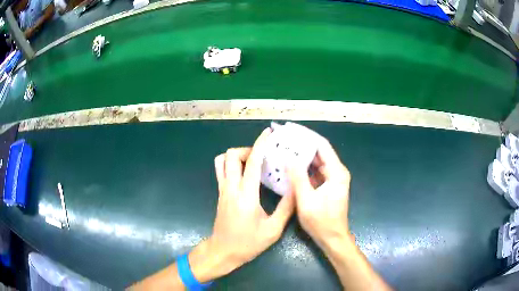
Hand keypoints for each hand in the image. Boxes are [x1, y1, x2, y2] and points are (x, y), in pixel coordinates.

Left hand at [190, 128, 294, 281]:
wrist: (223, 252)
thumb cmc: (248, 243)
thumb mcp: (273, 230)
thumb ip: (286, 208)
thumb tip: (296, 189)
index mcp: (246, 196)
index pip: (251, 162)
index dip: (260, 145)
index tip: (268, 134)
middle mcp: (231, 188)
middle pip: (230, 156)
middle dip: (247, 149)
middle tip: (262, 157)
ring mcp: (222, 190)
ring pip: (221, 161)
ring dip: (236, 156)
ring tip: (252, 163)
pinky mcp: (219, 194)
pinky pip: (221, 171)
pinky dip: (231, 164)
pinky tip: (244, 174)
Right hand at [288, 136, 351, 248]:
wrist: (332, 238)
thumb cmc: (321, 222)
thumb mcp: (306, 200)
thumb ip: (298, 178)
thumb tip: (288, 158)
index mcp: (336, 172)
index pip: (322, 146)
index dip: (307, 135)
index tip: (291, 129)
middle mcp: (336, 172)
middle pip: (319, 152)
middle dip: (302, 144)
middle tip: (283, 138)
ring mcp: (332, 179)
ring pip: (316, 161)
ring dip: (301, 155)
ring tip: (284, 148)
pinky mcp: (327, 186)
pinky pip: (314, 172)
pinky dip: (303, 168)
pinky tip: (290, 165)